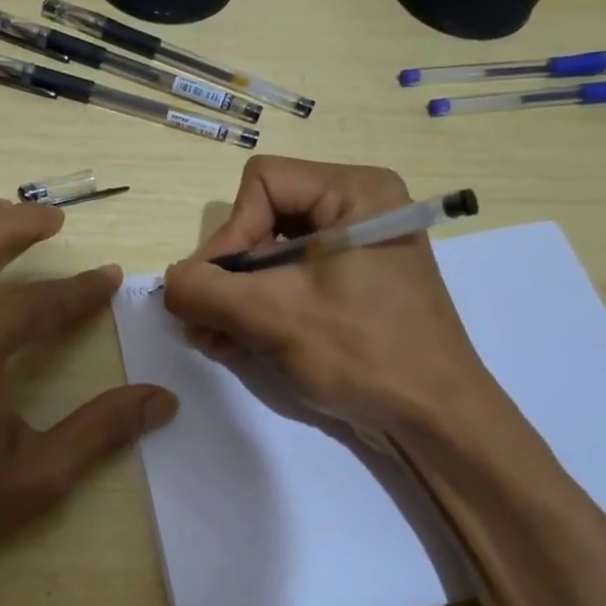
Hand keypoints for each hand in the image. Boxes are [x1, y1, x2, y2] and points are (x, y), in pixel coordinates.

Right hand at [163, 156, 506, 437]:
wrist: (436, 420)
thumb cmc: (363, 353)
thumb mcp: (273, 316)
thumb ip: (206, 290)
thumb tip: (170, 282)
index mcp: (355, 192)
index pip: (262, 184)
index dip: (229, 233)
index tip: (215, 289)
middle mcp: (357, 208)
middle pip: (263, 219)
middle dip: (227, 274)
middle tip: (200, 320)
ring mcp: (356, 249)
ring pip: (270, 254)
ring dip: (235, 296)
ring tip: (211, 338)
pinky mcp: (351, 284)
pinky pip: (290, 280)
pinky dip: (258, 307)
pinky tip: (233, 343)